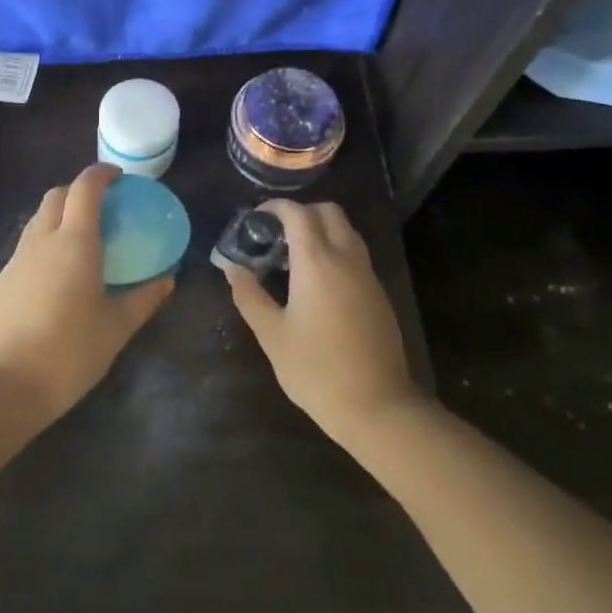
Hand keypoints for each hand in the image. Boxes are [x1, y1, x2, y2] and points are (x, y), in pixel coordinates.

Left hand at [0, 164, 173, 421]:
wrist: (9, 384)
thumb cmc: (72, 351)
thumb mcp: (117, 326)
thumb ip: (145, 298)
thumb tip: (168, 280)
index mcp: (74, 242)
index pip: (85, 188)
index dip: (101, 174)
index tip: (119, 178)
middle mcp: (42, 240)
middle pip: (56, 196)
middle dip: (78, 192)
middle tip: (102, 209)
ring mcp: (16, 260)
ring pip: (37, 221)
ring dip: (59, 218)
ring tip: (80, 243)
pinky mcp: (0, 282)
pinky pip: (26, 249)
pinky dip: (44, 247)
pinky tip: (55, 279)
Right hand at [222, 200, 420, 447]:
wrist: (376, 405)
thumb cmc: (315, 369)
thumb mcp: (272, 334)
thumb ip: (249, 296)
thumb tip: (233, 268)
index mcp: (317, 262)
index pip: (298, 213)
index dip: (275, 207)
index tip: (256, 218)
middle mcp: (346, 257)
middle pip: (328, 212)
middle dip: (301, 212)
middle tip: (276, 233)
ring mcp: (367, 274)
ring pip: (346, 230)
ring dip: (321, 229)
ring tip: (293, 255)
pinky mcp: (378, 293)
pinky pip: (356, 253)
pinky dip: (335, 249)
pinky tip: (317, 279)